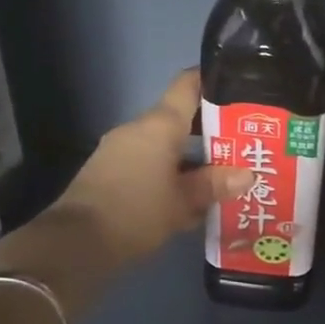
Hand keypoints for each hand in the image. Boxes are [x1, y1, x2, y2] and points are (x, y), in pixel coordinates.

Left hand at [0, 69, 249, 316]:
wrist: (76, 243)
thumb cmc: (137, 212)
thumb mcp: (184, 202)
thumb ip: (215, 184)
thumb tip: (248, 174)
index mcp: (159, 125)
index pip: (188, 85)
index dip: (212, 80)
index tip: (238, 86)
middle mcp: (139, 129)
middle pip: (180, 118)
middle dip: (211, 130)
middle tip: (243, 142)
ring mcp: (121, 150)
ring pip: (166, 145)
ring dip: (192, 157)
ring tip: (223, 173)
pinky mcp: (110, 172)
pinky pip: (150, 163)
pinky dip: (172, 172)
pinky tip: (190, 196)